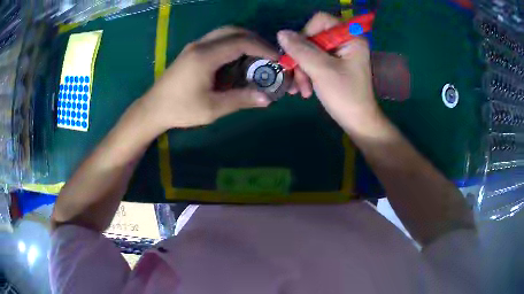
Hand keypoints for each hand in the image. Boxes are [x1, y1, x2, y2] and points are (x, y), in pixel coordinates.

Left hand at [142, 27, 277, 129]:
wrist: (153, 108)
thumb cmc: (180, 109)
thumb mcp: (212, 108)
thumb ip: (240, 100)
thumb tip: (267, 99)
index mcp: (206, 56)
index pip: (241, 42)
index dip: (263, 48)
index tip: (277, 59)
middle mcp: (201, 44)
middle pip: (234, 31)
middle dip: (255, 40)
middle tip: (269, 55)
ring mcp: (195, 46)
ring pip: (225, 32)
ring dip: (244, 40)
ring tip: (257, 56)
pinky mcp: (192, 51)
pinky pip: (218, 39)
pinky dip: (233, 44)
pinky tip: (238, 59)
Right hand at [277, 13, 382, 133]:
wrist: (358, 123)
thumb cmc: (345, 96)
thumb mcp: (321, 71)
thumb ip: (301, 50)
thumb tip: (281, 33)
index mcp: (350, 37)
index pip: (321, 21)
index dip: (305, 34)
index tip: (299, 53)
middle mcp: (346, 41)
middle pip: (313, 37)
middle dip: (301, 59)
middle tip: (297, 78)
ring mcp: (340, 54)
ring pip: (310, 51)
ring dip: (302, 70)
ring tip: (300, 90)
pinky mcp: (335, 65)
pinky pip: (314, 61)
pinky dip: (307, 74)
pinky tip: (304, 90)